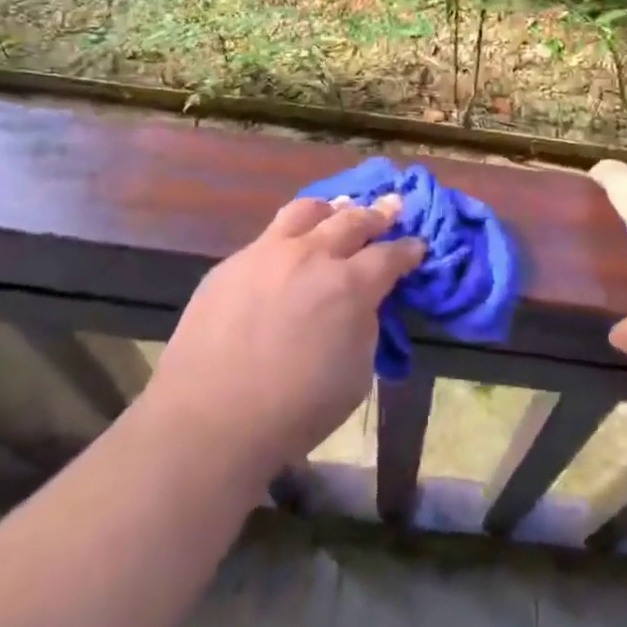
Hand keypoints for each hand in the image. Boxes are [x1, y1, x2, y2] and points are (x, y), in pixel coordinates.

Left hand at [138, 194, 423, 491]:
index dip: (408, 249)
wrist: (208, 421)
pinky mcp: (233, 262)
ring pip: (307, 211)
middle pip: (353, 220)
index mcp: (349, 285)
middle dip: (378, 213)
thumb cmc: (294, 411)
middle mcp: (312, 256)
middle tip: (391, 205)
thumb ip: (364, 326)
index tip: (417, 245)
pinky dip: (291, 234)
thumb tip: (361, 302)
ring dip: (331, 210)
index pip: (390, 255)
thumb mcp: (355, 375)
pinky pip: (269, 236)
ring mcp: (267, 253)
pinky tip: (290, 248)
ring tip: (340, 209)